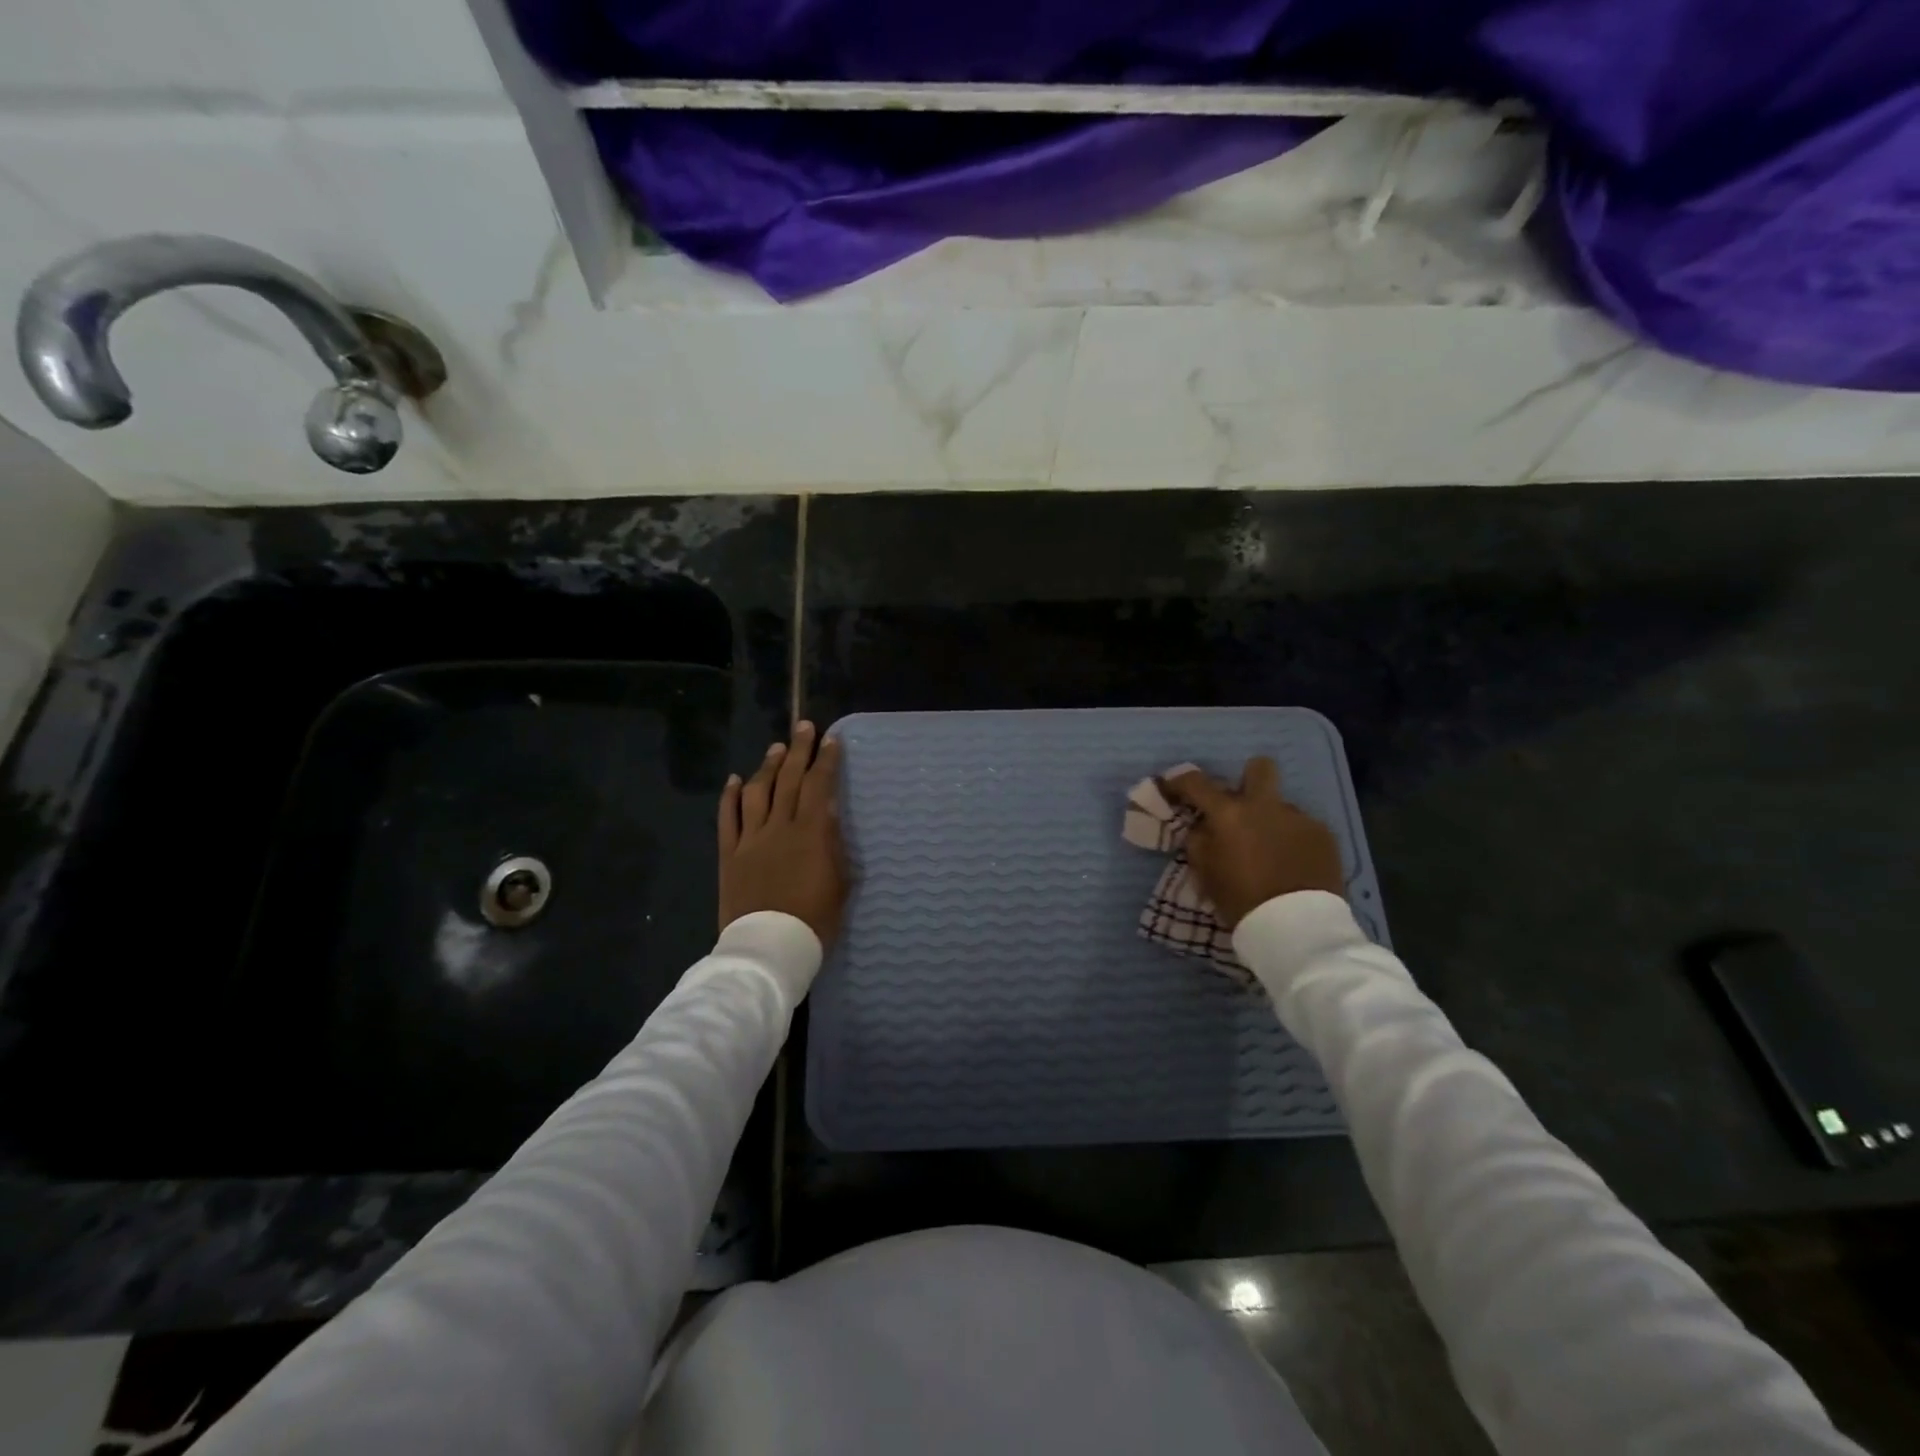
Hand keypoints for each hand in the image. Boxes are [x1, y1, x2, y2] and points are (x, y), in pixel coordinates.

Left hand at [718, 722, 848, 945]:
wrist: (769, 947)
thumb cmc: (814, 920)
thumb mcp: (839, 882)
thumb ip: (833, 845)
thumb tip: (829, 815)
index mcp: (810, 833)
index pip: (819, 786)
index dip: (826, 761)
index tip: (831, 740)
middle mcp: (779, 827)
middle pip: (788, 779)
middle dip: (798, 750)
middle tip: (804, 727)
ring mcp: (750, 839)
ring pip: (757, 792)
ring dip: (767, 766)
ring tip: (776, 748)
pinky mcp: (730, 854)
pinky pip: (727, 818)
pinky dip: (730, 796)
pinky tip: (734, 780)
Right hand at [1160, 757, 1343, 927]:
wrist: (1297, 927)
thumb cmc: (1241, 900)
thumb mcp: (1205, 873)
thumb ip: (1199, 841)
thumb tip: (1202, 825)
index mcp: (1229, 814)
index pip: (1196, 782)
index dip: (1180, 782)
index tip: (1173, 788)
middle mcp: (1265, 806)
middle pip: (1259, 768)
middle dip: (1248, 779)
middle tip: (1242, 805)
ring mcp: (1299, 818)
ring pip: (1281, 807)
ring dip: (1271, 822)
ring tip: (1271, 852)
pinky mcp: (1325, 835)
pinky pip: (1302, 829)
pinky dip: (1293, 841)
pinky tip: (1293, 865)